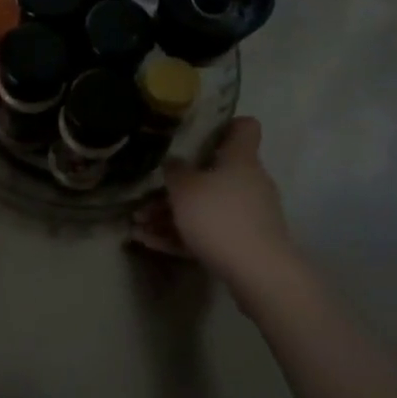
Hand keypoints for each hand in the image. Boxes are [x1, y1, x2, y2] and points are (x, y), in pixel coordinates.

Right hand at [153, 118, 301, 309]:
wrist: (258, 273)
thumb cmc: (220, 217)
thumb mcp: (185, 189)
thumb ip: (174, 171)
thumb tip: (173, 162)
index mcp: (241, 159)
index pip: (244, 127)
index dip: (224, 124)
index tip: (199, 131)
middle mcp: (249, 182)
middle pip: (215, 173)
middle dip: (180, 184)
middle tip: (149, 192)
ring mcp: (250, 215)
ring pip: (207, 207)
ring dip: (173, 214)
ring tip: (138, 225)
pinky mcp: (245, 244)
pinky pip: (209, 232)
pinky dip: (182, 235)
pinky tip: (150, 243)